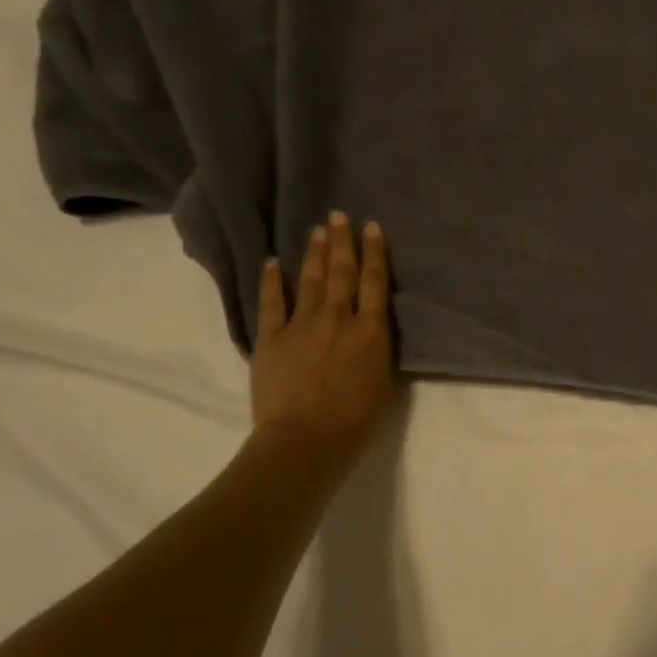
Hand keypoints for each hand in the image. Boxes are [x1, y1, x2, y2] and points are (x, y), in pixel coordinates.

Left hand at [251, 212, 395, 472]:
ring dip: (314, 254)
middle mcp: (339, 319)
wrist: (306, 440)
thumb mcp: (384, 381)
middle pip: (342, 272)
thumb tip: (372, 328)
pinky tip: (272, 262)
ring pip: (310, 281)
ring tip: (317, 231)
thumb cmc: (356, 420)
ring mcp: (302, 326)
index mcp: (371, 331)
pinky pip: (272, 303)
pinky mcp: (272, 338)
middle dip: (342, 242)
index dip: (374, 253)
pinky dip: (272, 281)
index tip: (372, 227)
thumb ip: (378, 348)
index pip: (374, 283)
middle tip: (339, 216)